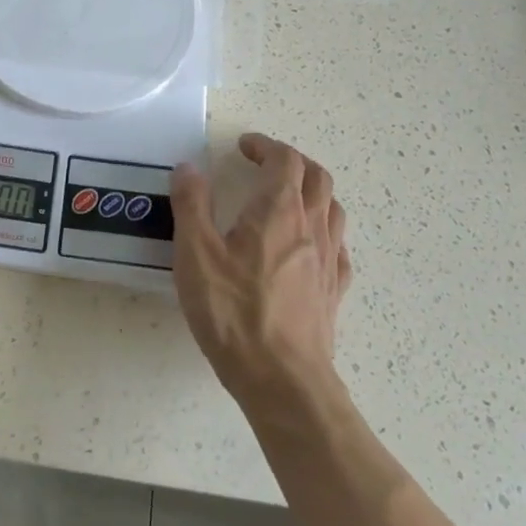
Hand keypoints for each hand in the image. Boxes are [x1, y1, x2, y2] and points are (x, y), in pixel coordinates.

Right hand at [170, 133, 351, 410]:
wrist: (283, 379)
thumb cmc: (234, 312)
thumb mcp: (195, 255)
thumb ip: (190, 205)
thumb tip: (188, 168)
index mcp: (278, 211)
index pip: (285, 160)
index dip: (266, 146)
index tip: (244, 146)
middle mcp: (311, 227)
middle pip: (317, 177)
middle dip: (292, 161)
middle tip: (264, 164)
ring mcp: (328, 261)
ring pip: (333, 209)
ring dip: (312, 192)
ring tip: (287, 198)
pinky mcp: (333, 292)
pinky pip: (337, 247)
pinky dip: (323, 231)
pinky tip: (308, 245)